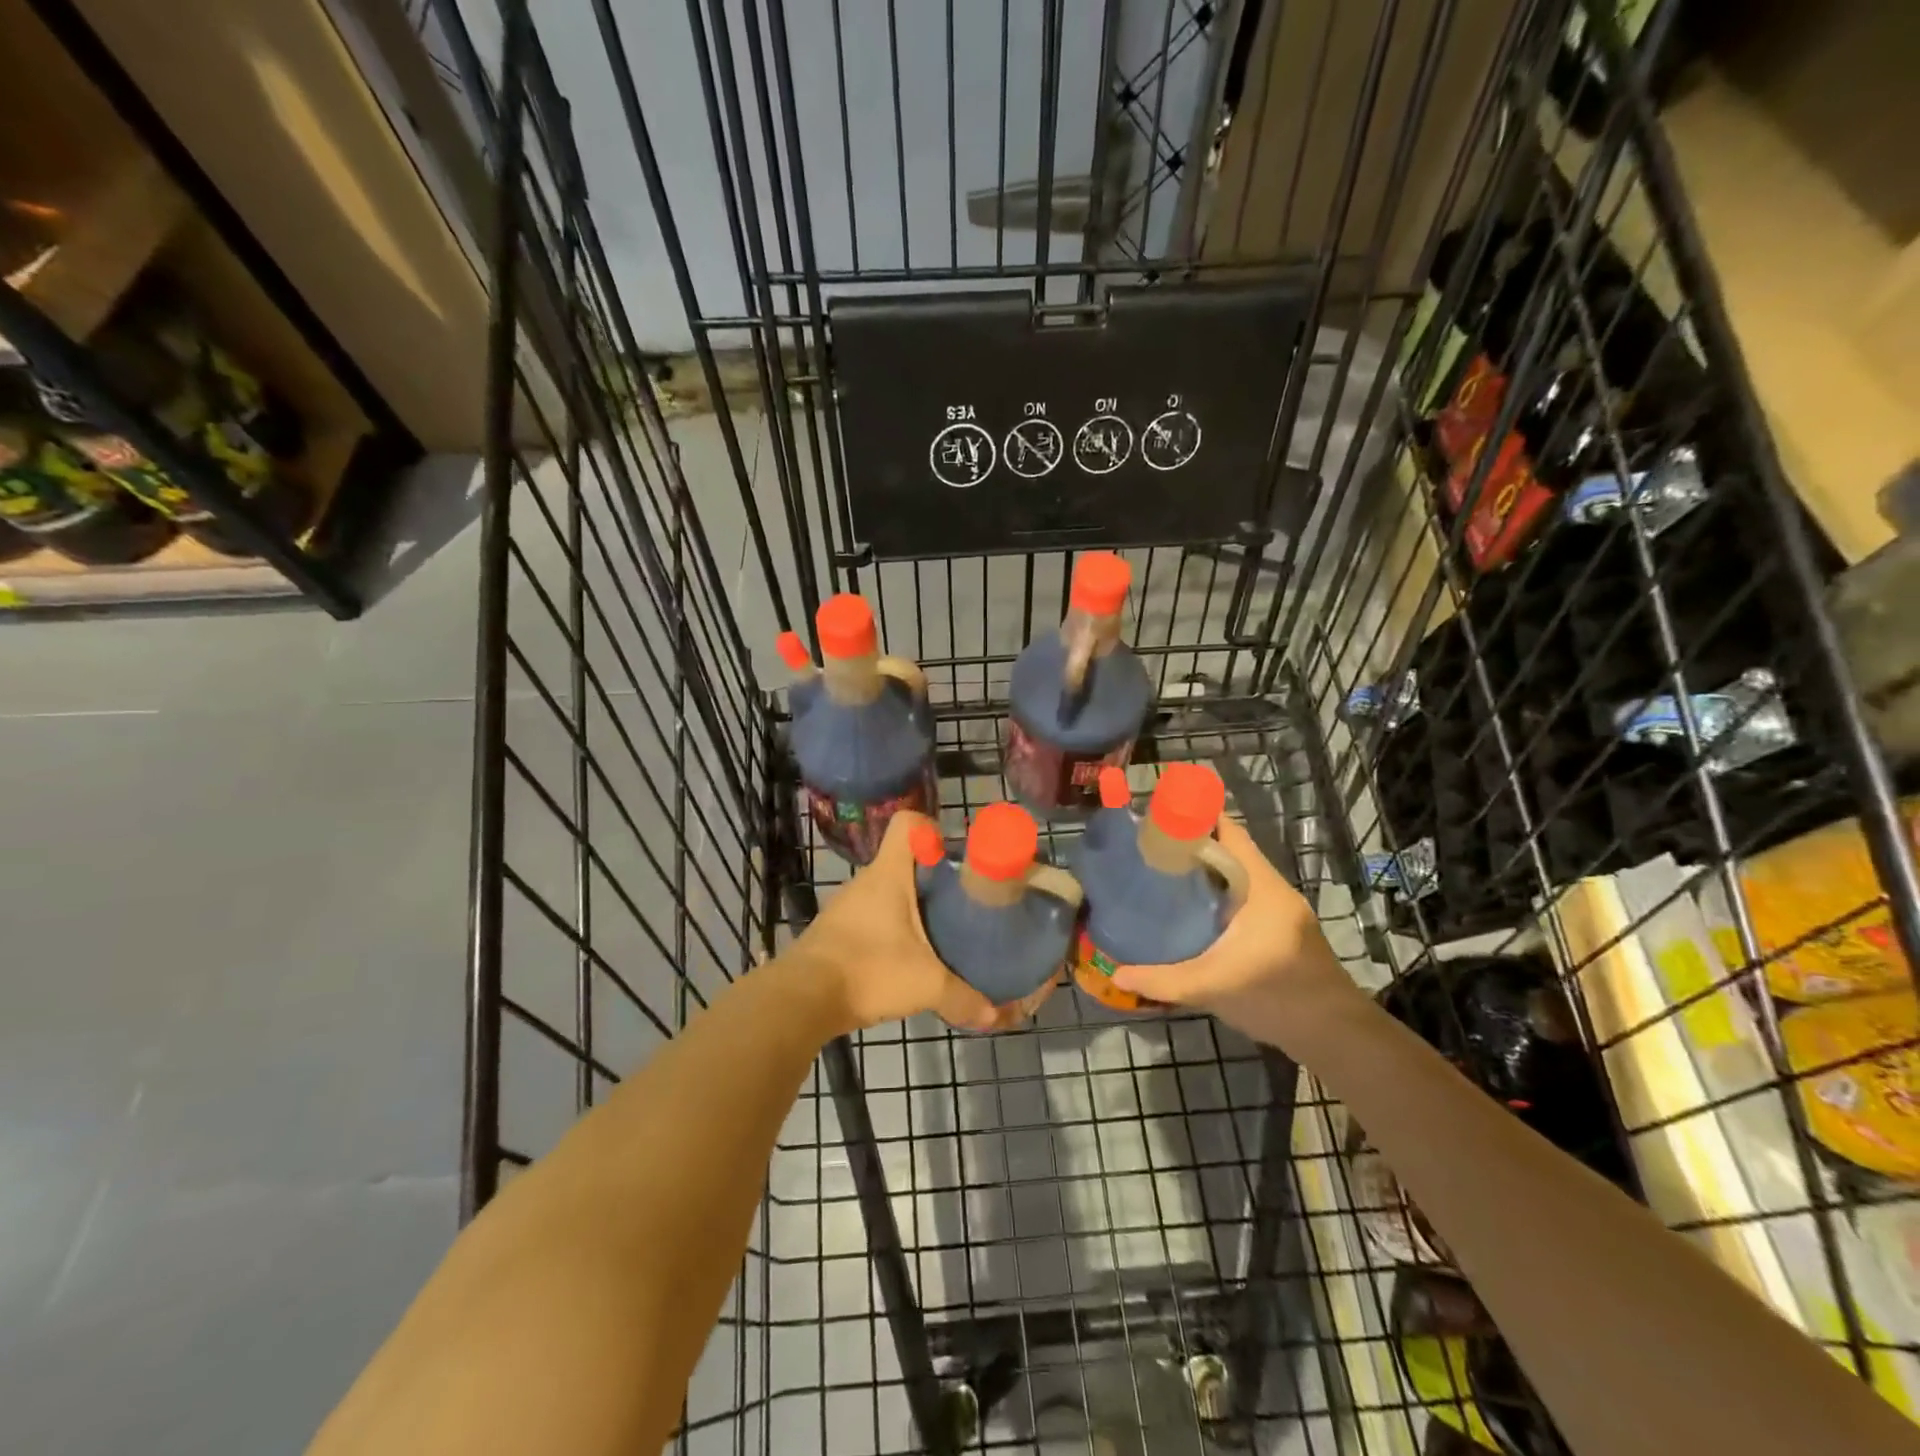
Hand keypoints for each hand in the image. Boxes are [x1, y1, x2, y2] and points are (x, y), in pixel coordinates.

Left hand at [790, 811, 1004, 1033]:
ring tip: (937, 934)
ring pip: (886, 893)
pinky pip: (870, 919)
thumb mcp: (926, 985)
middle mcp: (865, 881)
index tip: (953, 856)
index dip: (932, 829)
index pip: (907, 824)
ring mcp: (845, 907)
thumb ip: (964, 997)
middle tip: (960, 903)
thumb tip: (994, 1016)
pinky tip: (903, 959)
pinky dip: (888, 931)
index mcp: (888, 874)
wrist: (802, 999)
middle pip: (903, 862)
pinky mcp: (834, 933)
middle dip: (932, 878)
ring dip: (910, 908)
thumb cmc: (869, 970)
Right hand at [1109, 816, 1362, 1051]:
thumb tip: (1116, 974)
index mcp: (1260, 885)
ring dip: (1203, 873)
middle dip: (1190, 846)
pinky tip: (1190, 913)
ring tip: (1160, 876)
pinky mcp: (1280, 930)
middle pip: (1228, 851)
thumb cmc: (1278, 997)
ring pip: (1235, 876)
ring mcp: (1280, 910)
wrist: (1337, 1035)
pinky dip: (1216, 895)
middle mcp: (1272, 889)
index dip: (1194, 817)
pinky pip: (1242, 897)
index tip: (1156, 819)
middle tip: (1147, 850)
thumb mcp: (1212, 987)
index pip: (1228, 831)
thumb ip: (1163, 980)